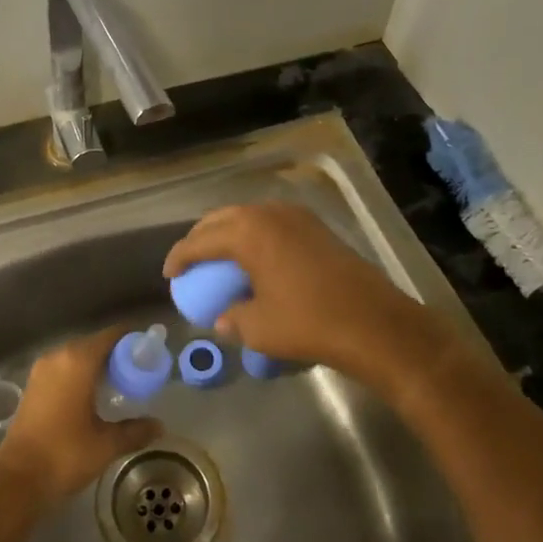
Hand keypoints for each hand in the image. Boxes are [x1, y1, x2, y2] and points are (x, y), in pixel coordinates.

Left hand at [0, 327, 162, 508]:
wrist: (17, 480)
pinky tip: (94, 395)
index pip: (111, 335)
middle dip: (117, 354)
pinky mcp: (33, 385)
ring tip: (121, 383)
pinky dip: (81, 374)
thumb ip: (135, 431)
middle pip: (94, 343)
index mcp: (78, 361)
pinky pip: (64, 368)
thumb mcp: (106, 444)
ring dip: (98, 365)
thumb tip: (160, 426)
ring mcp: (42, 370)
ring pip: (77, 356)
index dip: (132, 339)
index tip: (150, 351)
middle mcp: (58, 357)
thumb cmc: (65, 455)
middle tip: (140, 370)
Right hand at [163, 203, 451, 390]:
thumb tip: (224, 318)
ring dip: (230, 234)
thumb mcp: (259, 327)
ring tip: (220, 258)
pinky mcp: (317, 228)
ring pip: (249, 217)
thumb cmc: (309, 322)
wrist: (373, 322)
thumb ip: (233, 318)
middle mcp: (270, 213)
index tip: (169, 274)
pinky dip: (255, 236)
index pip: (201, 240)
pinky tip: (256, 259)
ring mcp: (297, 217)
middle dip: (202, 238)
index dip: (180, 257)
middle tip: (190, 262)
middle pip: (223, 219)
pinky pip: (272, 224)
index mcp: (248, 232)